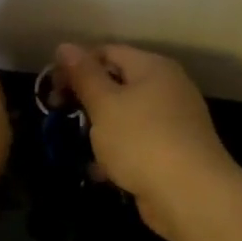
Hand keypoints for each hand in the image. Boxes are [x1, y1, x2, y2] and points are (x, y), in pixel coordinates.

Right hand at [54, 43, 240, 238]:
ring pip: (125, 116)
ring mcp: (172, 122)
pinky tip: (100, 171)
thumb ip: (83, 75)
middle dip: (85, 99)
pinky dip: (117, 152)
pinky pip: (136, 143)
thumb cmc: (141, 140)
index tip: (52, 87)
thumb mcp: (104, 104)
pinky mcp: (172, 152)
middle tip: (57, 113)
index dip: (76, 65)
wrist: (189, 194)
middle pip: (117, 83)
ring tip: (78, 146)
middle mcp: (167, 88)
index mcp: (152, 68)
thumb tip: (65, 47)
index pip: (107, 51)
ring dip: (99, 129)